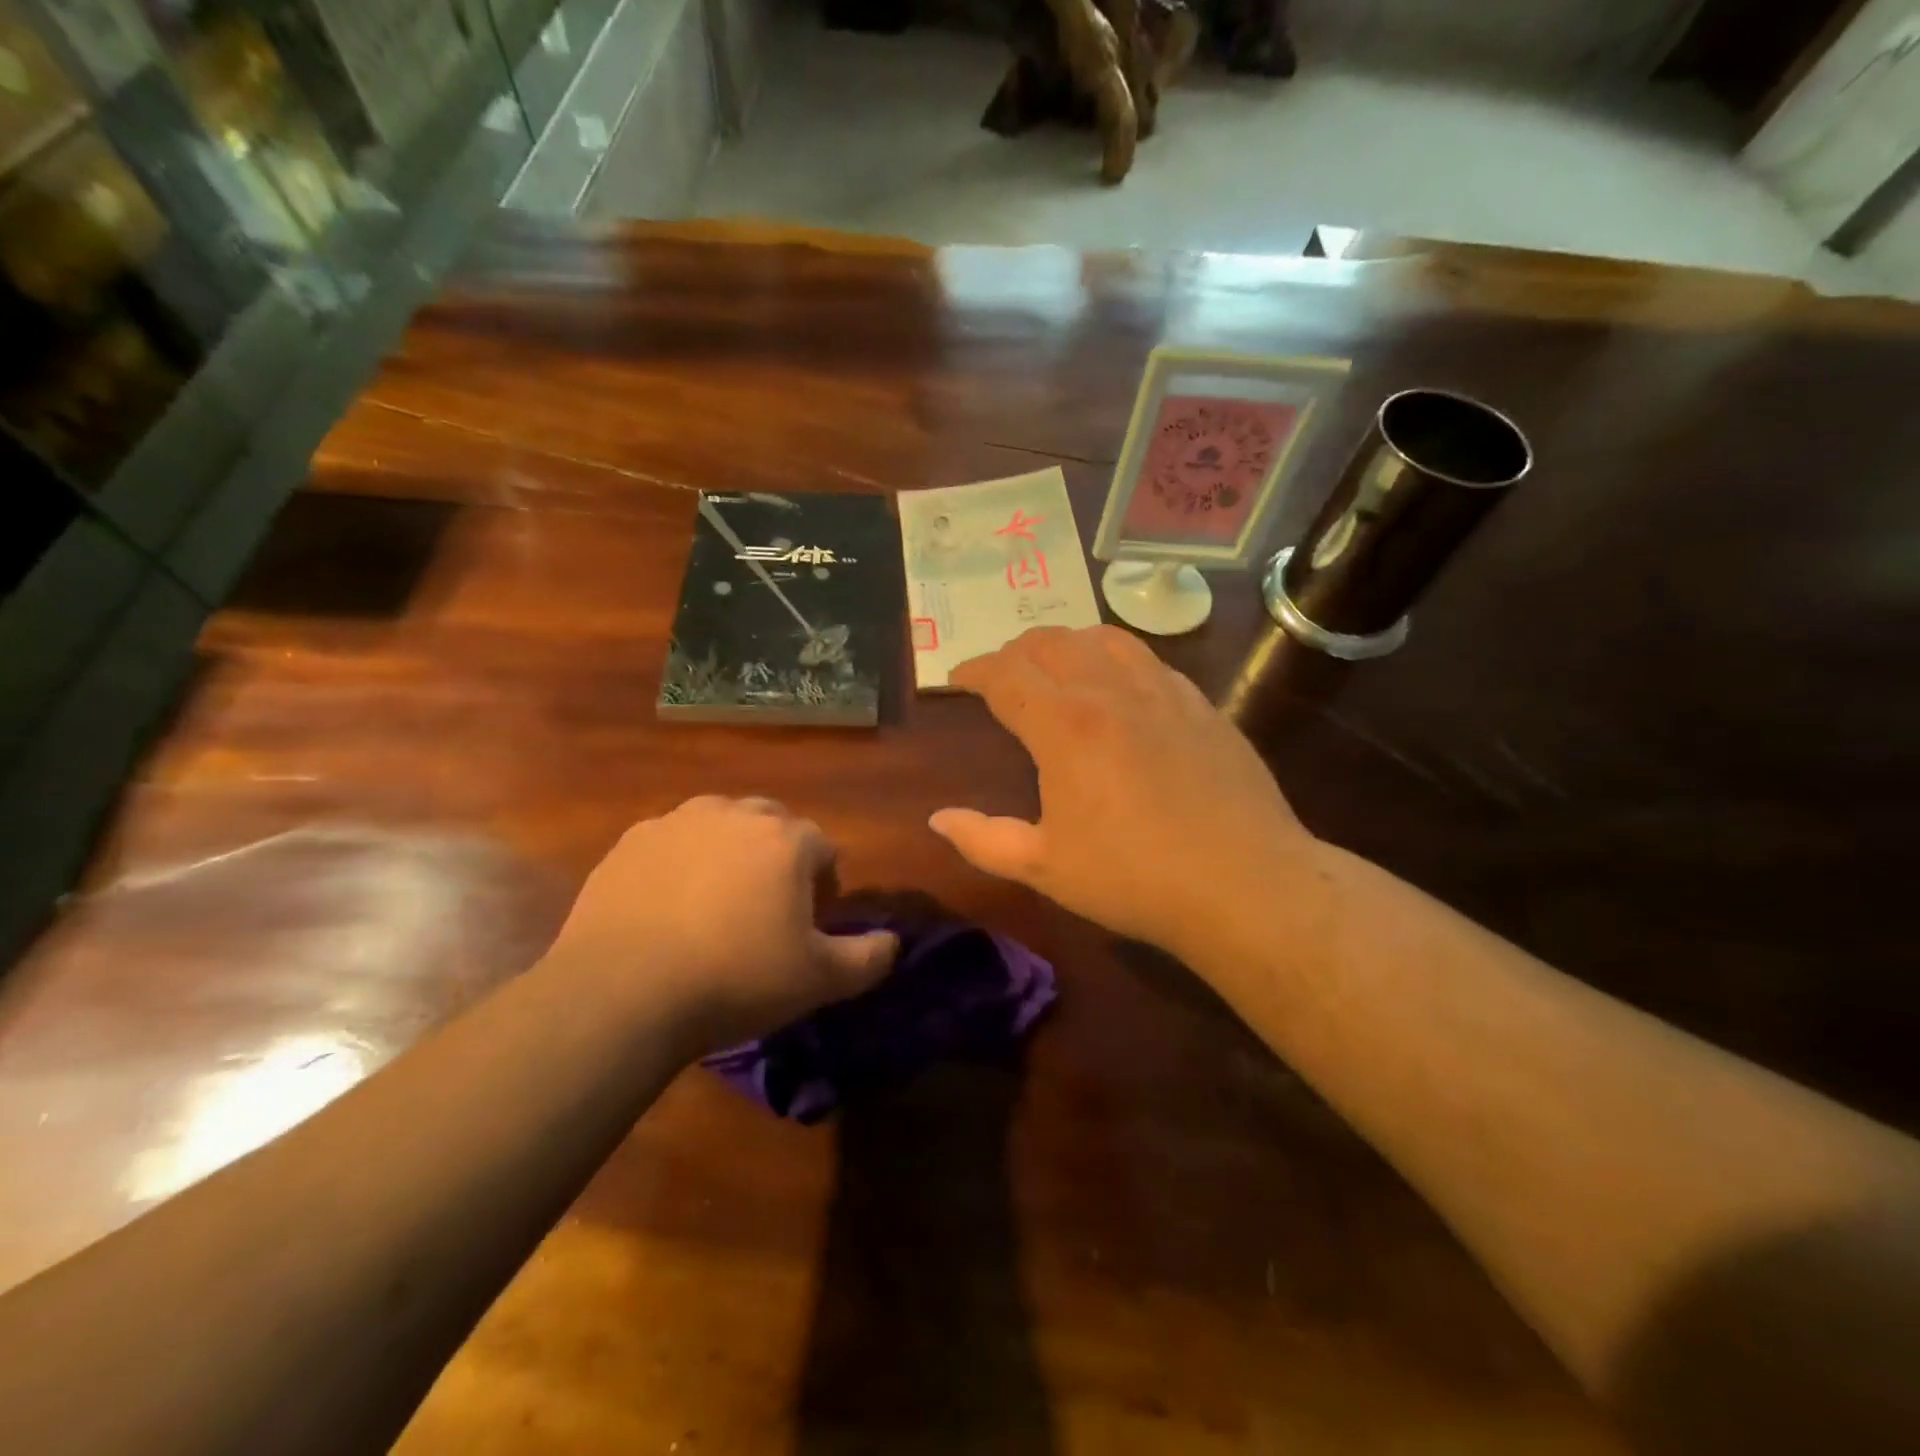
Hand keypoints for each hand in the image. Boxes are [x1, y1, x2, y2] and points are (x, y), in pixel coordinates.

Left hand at [545, 797, 897, 1050]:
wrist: (622, 994)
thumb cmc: (735, 980)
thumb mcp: (818, 981)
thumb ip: (868, 958)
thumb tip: (893, 942)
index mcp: (786, 840)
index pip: (822, 847)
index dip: (823, 883)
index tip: (809, 922)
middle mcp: (734, 815)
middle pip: (772, 823)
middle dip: (778, 856)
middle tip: (766, 908)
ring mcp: (676, 823)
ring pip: (719, 824)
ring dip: (729, 851)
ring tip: (716, 902)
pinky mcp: (630, 842)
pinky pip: (671, 841)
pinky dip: (680, 862)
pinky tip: (667, 906)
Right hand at [931, 626, 1317, 965]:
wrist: (1245, 883)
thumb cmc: (1134, 877)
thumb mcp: (1045, 867)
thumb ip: (984, 840)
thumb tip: (938, 819)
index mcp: (1064, 725)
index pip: (1006, 675)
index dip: (974, 670)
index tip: (958, 678)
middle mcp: (1110, 691)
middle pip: (1050, 643)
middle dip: (1014, 651)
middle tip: (1000, 674)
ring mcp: (1162, 691)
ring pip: (1102, 638)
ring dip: (1065, 643)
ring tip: (1053, 664)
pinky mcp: (1200, 703)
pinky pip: (1146, 659)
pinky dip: (1114, 657)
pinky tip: (1117, 684)